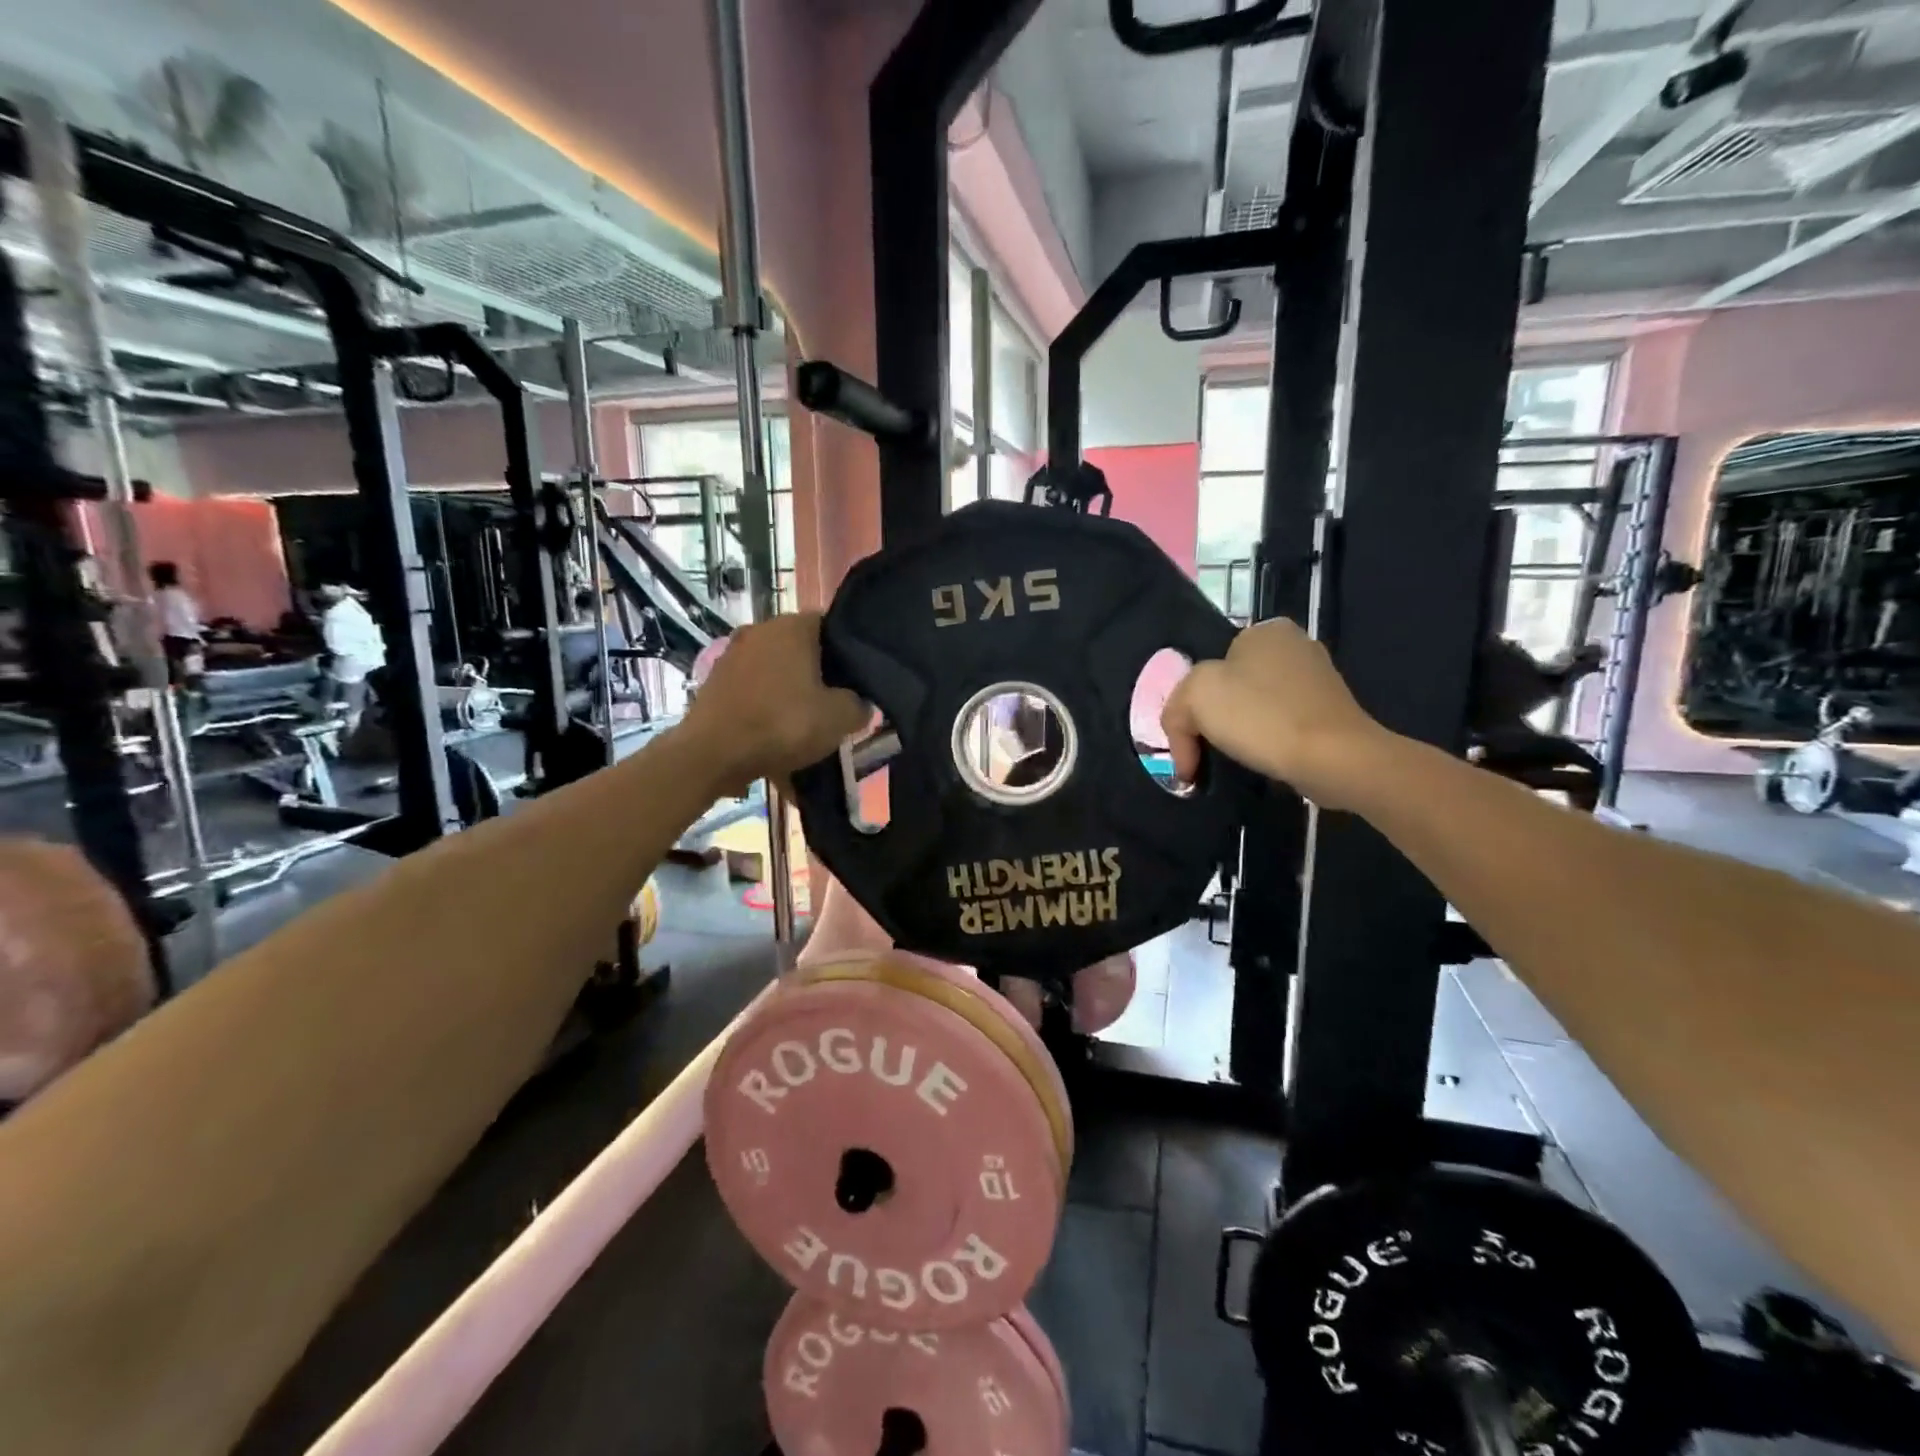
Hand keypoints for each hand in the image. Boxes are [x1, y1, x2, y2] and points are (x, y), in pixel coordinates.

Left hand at [683, 614, 867, 787]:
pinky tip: (775, 742)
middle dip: (817, 676)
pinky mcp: (713, 684)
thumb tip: (859, 703)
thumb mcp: (839, 718)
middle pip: (801, 651)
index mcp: (792, 627)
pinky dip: (765, 713)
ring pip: (775, 674)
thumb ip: (858, 705)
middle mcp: (759, 630)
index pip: (831, 626)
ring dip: (790, 696)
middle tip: (833, 707)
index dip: (847, 653)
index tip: (856, 681)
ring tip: (804, 730)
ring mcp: (731, 656)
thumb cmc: (783, 725)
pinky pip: (752, 695)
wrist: (712, 755)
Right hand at [1162, 618, 1392, 810]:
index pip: (1209, 665)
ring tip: (1235, 761)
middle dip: (1213, 720)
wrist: (1335, 758)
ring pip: (1256, 707)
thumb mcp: (1195, 697)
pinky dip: (1268, 743)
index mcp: (1264, 630)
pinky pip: (1283, 725)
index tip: (1188, 739)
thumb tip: (1184, 738)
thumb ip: (1175, 708)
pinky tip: (1265, 761)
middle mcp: (1295, 645)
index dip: (1191, 705)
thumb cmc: (1262, 717)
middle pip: (1231, 687)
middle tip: (1203, 753)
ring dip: (1240, 734)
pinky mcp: (1332, 713)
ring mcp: (1318, 679)